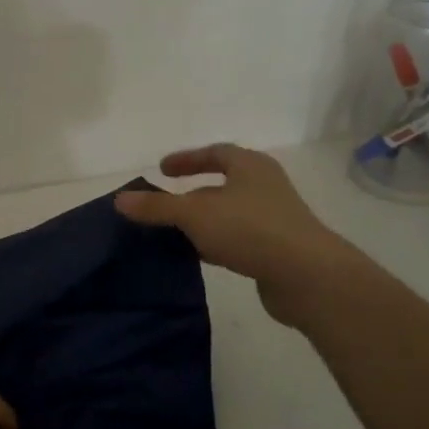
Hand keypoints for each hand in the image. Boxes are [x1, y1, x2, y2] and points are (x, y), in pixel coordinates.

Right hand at [114, 144, 357, 325]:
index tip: (162, 169)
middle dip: (192, 193)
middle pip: (223, 184)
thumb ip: (157, 207)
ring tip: (173, 233)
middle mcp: (265, 187)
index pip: (216, 153)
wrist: (307, 276)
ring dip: (202, 221)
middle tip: (164, 204)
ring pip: (229, 214)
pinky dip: (215, 242)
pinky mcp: (277, 249)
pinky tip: (198, 256)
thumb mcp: (195, 213)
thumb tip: (121, 199)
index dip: (187, 159)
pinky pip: (238, 239)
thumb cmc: (250, 229)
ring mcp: (274, 219)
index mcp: (251, 166)